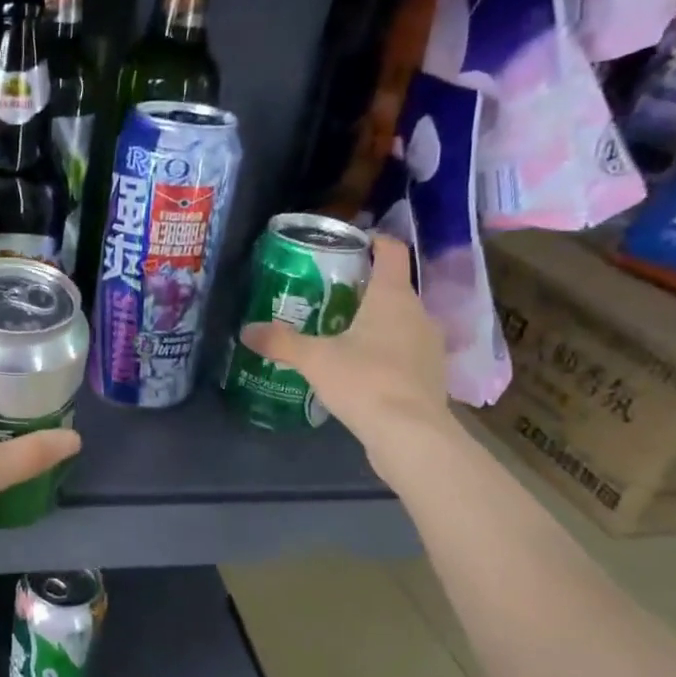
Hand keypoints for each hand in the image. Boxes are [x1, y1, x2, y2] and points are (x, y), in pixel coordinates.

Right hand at [239, 234, 452, 460]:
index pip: (391, 252)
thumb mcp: (314, 359)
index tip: (351, 241)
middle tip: (329, 293)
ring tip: (341, 330)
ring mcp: (429, 346)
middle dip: (364, 287)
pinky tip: (360, 366)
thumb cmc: (365, 381)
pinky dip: (385, 349)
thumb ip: (280, 342)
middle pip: (393, 287)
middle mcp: (419, 314)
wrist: (411, 435)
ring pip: (400, 320)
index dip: (374, 240)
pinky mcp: (430, 375)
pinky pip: (405, 350)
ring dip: (376, 321)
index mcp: (393, 297)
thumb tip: (245, 330)